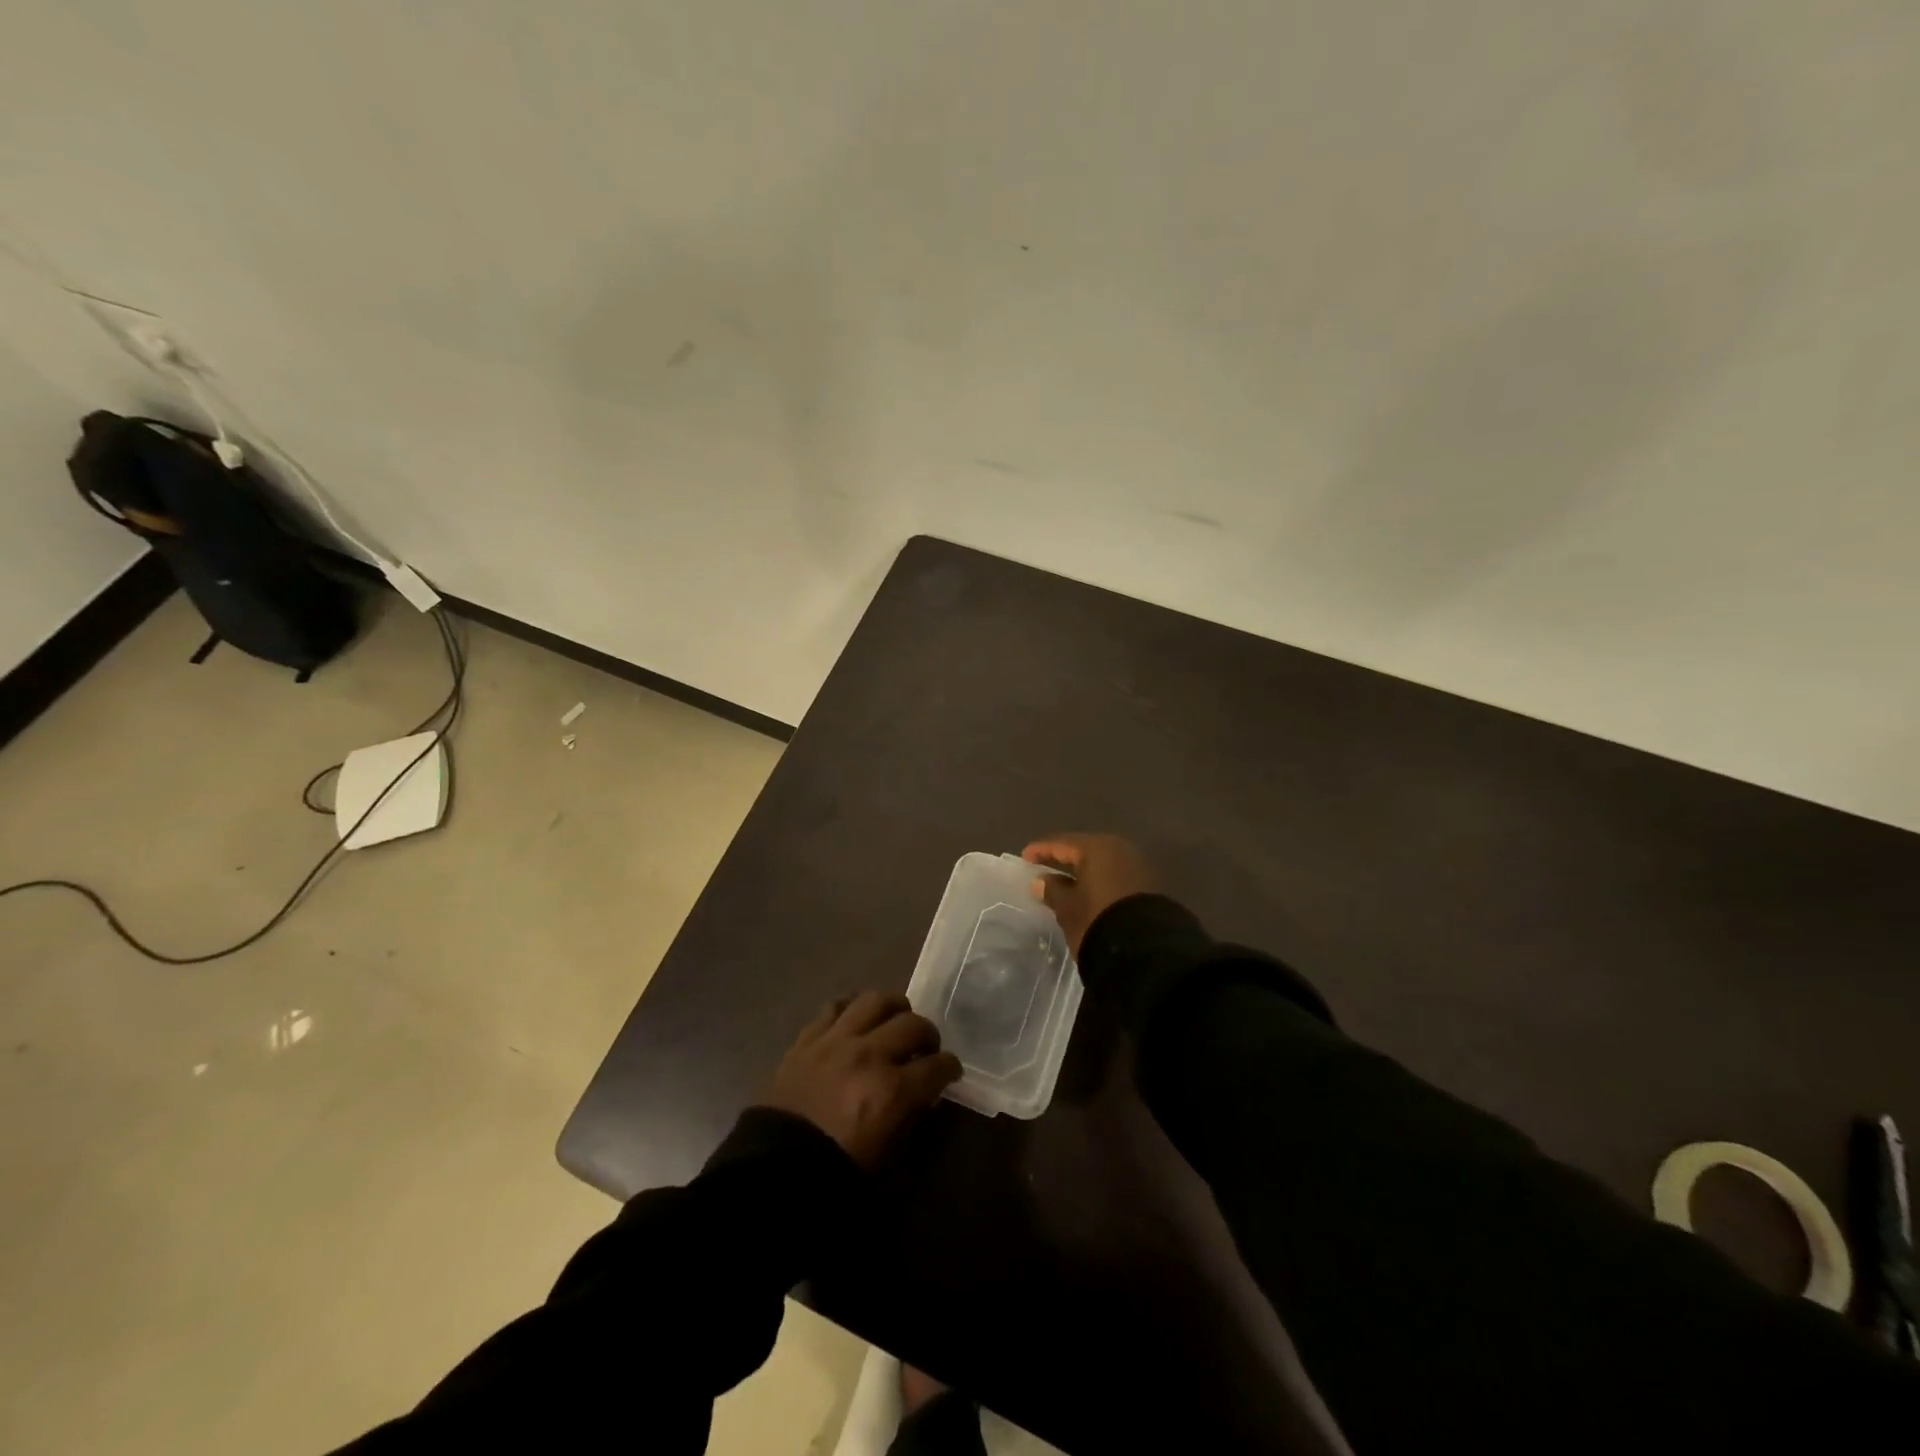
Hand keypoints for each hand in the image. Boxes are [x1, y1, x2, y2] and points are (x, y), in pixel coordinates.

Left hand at [760, 992, 961, 1167]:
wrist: (769, 1175)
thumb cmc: (832, 1176)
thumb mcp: (886, 1162)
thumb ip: (909, 1122)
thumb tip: (921, 1099)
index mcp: (892, 1091)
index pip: (938, 1066)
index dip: (950, 1068)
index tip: (950, 1072)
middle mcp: (868, 1055)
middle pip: (913, 1025)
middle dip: (928, 1035)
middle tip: (926, 1049)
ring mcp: (835, 1041)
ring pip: (875, 1000)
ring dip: (893, 1009)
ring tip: (894, 1022)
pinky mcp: (807, 1038)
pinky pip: (835, 1006)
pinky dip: (851, 1009)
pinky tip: (856, 1020)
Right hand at [1022, 833, 1156, 956]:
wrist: (1146, 951)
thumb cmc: (1097, 920)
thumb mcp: (1068, 907)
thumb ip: (1053, 890)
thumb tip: (1041, 880)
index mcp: (1097, 848)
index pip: (1062, 844)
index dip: (1042, 850)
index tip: (1025, 857)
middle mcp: (1119, 850)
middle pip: (1085, 851)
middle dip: (1065, 859)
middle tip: (1045, 866)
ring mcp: (1137, 867)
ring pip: (1103, 865)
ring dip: (1084, 872)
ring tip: (1066, 883)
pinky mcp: (1148, 887)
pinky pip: (1116, 877)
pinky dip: (1100, 882)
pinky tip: (1090, 894)